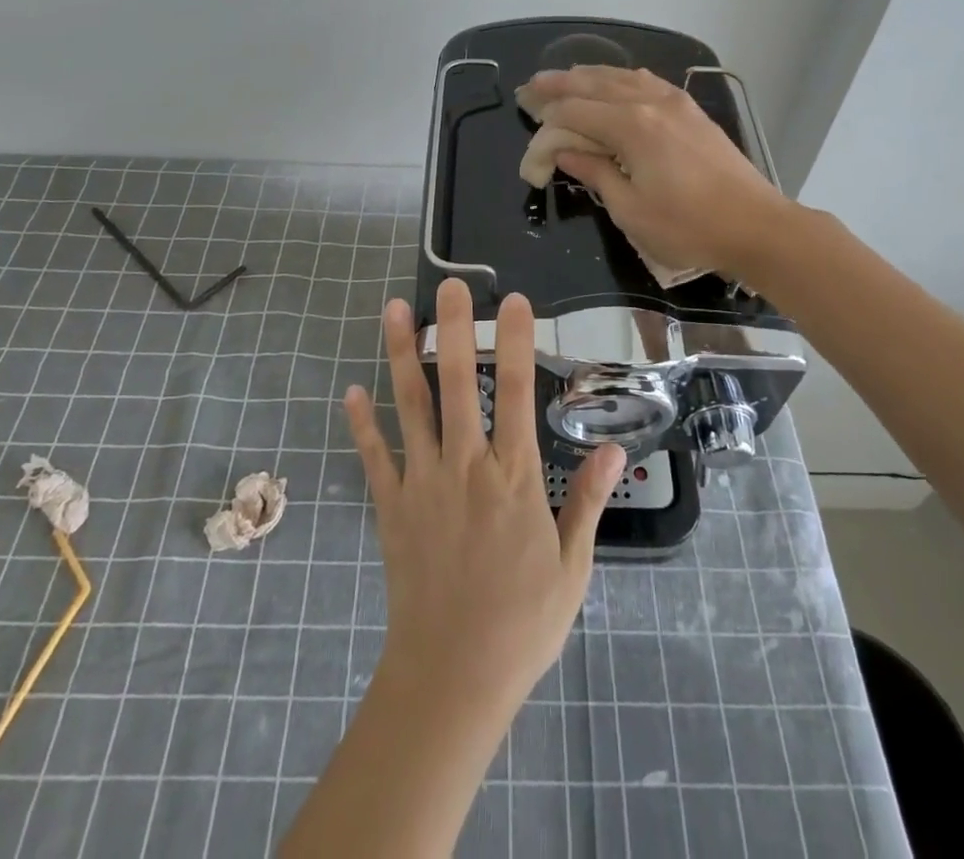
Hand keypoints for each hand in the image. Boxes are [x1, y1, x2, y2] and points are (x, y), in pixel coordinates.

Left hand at [343, 279, 625, 715]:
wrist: (452, 678)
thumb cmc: (521, 623)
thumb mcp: (572, 566)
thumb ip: (588, 501)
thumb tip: (611, 447)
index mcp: (513, 478)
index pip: (517, 394)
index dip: (515, 342)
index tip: (513, 302)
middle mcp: (465, 467)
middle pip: (459, 384)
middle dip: (456, 329)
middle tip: (450, 285)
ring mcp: (422, 484)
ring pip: (410, 406)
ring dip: (402, 355)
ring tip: (395, 311)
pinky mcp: (391, 507)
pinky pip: (374, 457)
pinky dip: (362, 424)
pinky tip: (352, 390)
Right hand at [525, 65, 794, 279]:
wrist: (756, 226)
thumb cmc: (688, 227)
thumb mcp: (631, 210)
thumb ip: (595, 173)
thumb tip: (565, 152)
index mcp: (632, 127)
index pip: (576, 112)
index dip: (548, 118)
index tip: (528, 120)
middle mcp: (651, 103)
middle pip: (595, 85)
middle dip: (560, 84)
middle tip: (531, 86)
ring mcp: (675, 102)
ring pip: (622, 77)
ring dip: (590, 76)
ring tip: (565, 78)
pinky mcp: (692, 110)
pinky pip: (647, 82)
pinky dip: (622, 79)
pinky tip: (616, 83)